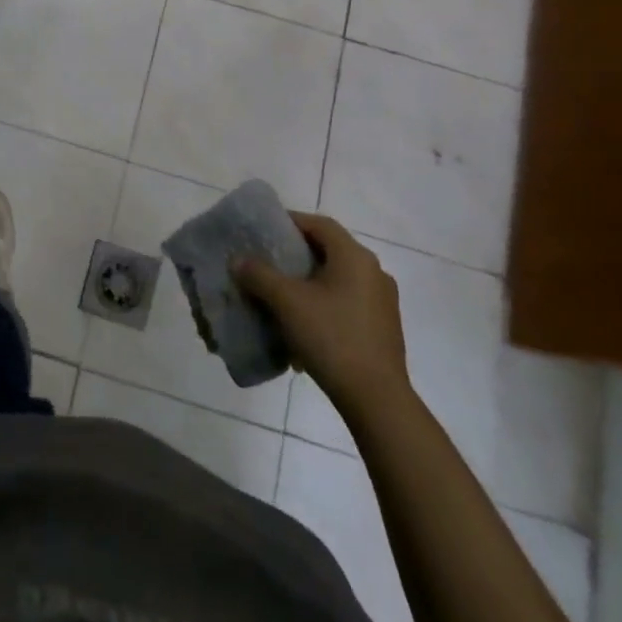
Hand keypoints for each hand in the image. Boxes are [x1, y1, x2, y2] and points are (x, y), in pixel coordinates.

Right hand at [232, 213, 407, 414]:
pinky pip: (346, 303)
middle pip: (328, 250)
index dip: (290, 222)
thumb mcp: (286, 302)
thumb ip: (259, 275)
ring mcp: (382, 302)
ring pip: (337, 279)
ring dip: (309, 282)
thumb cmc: (331, 337)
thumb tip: (238, 261)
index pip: (319, 224)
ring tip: (281, 295)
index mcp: (355, 257)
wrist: (376, 399)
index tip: (264, 231)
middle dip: (296, 254)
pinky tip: (303, 326)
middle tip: (267, 261)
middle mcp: (373, 272)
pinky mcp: (383, 328)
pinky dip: (323, 304)